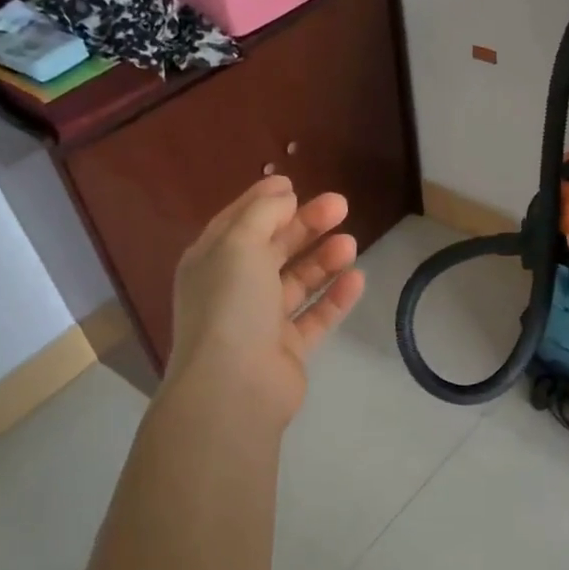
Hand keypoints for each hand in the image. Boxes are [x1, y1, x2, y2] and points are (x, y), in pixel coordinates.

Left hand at [165, 176, 365, 426]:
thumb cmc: (230, 304)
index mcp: (211, 261)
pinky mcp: (288, 349)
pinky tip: (357, 277)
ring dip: (323, 259)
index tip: (295, 184)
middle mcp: (233, 289)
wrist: (234, 385)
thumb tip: (283, 194)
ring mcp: (261, 321)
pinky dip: (334, 297)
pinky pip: (315, 316)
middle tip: (341, 205)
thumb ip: (263, 213)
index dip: (265, 201)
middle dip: (305, 225)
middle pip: (273, 248)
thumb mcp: (239, 244)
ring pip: (297, 281)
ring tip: (351, 243)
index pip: (238, 222)